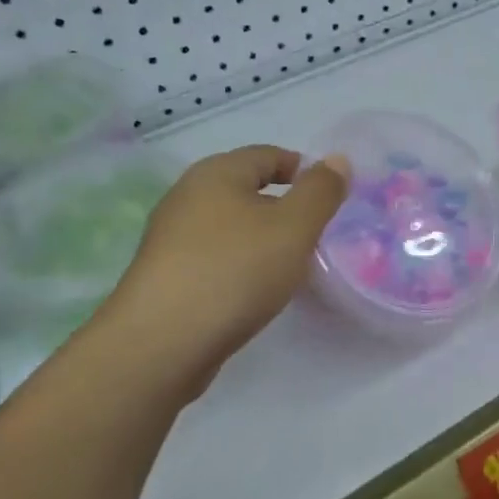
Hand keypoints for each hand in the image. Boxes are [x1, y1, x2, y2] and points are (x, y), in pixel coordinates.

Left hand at [105, 145, 347, 397]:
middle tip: (314, 233)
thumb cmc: (235, 271)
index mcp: (216, 173)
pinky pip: (213, 256)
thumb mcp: (294, 227)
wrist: (162, 343)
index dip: (302, 169)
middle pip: (244, 188)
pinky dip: (239, 263)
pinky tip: (253, 290)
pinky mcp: (164, 275)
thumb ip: (320, 191)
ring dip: (260, 237)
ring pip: (228, 225)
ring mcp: (170, 237)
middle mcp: (187, 196)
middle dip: (282, 206)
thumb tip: (337, 159)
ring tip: (288, 265)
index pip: (267, 155)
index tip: (330, 197)